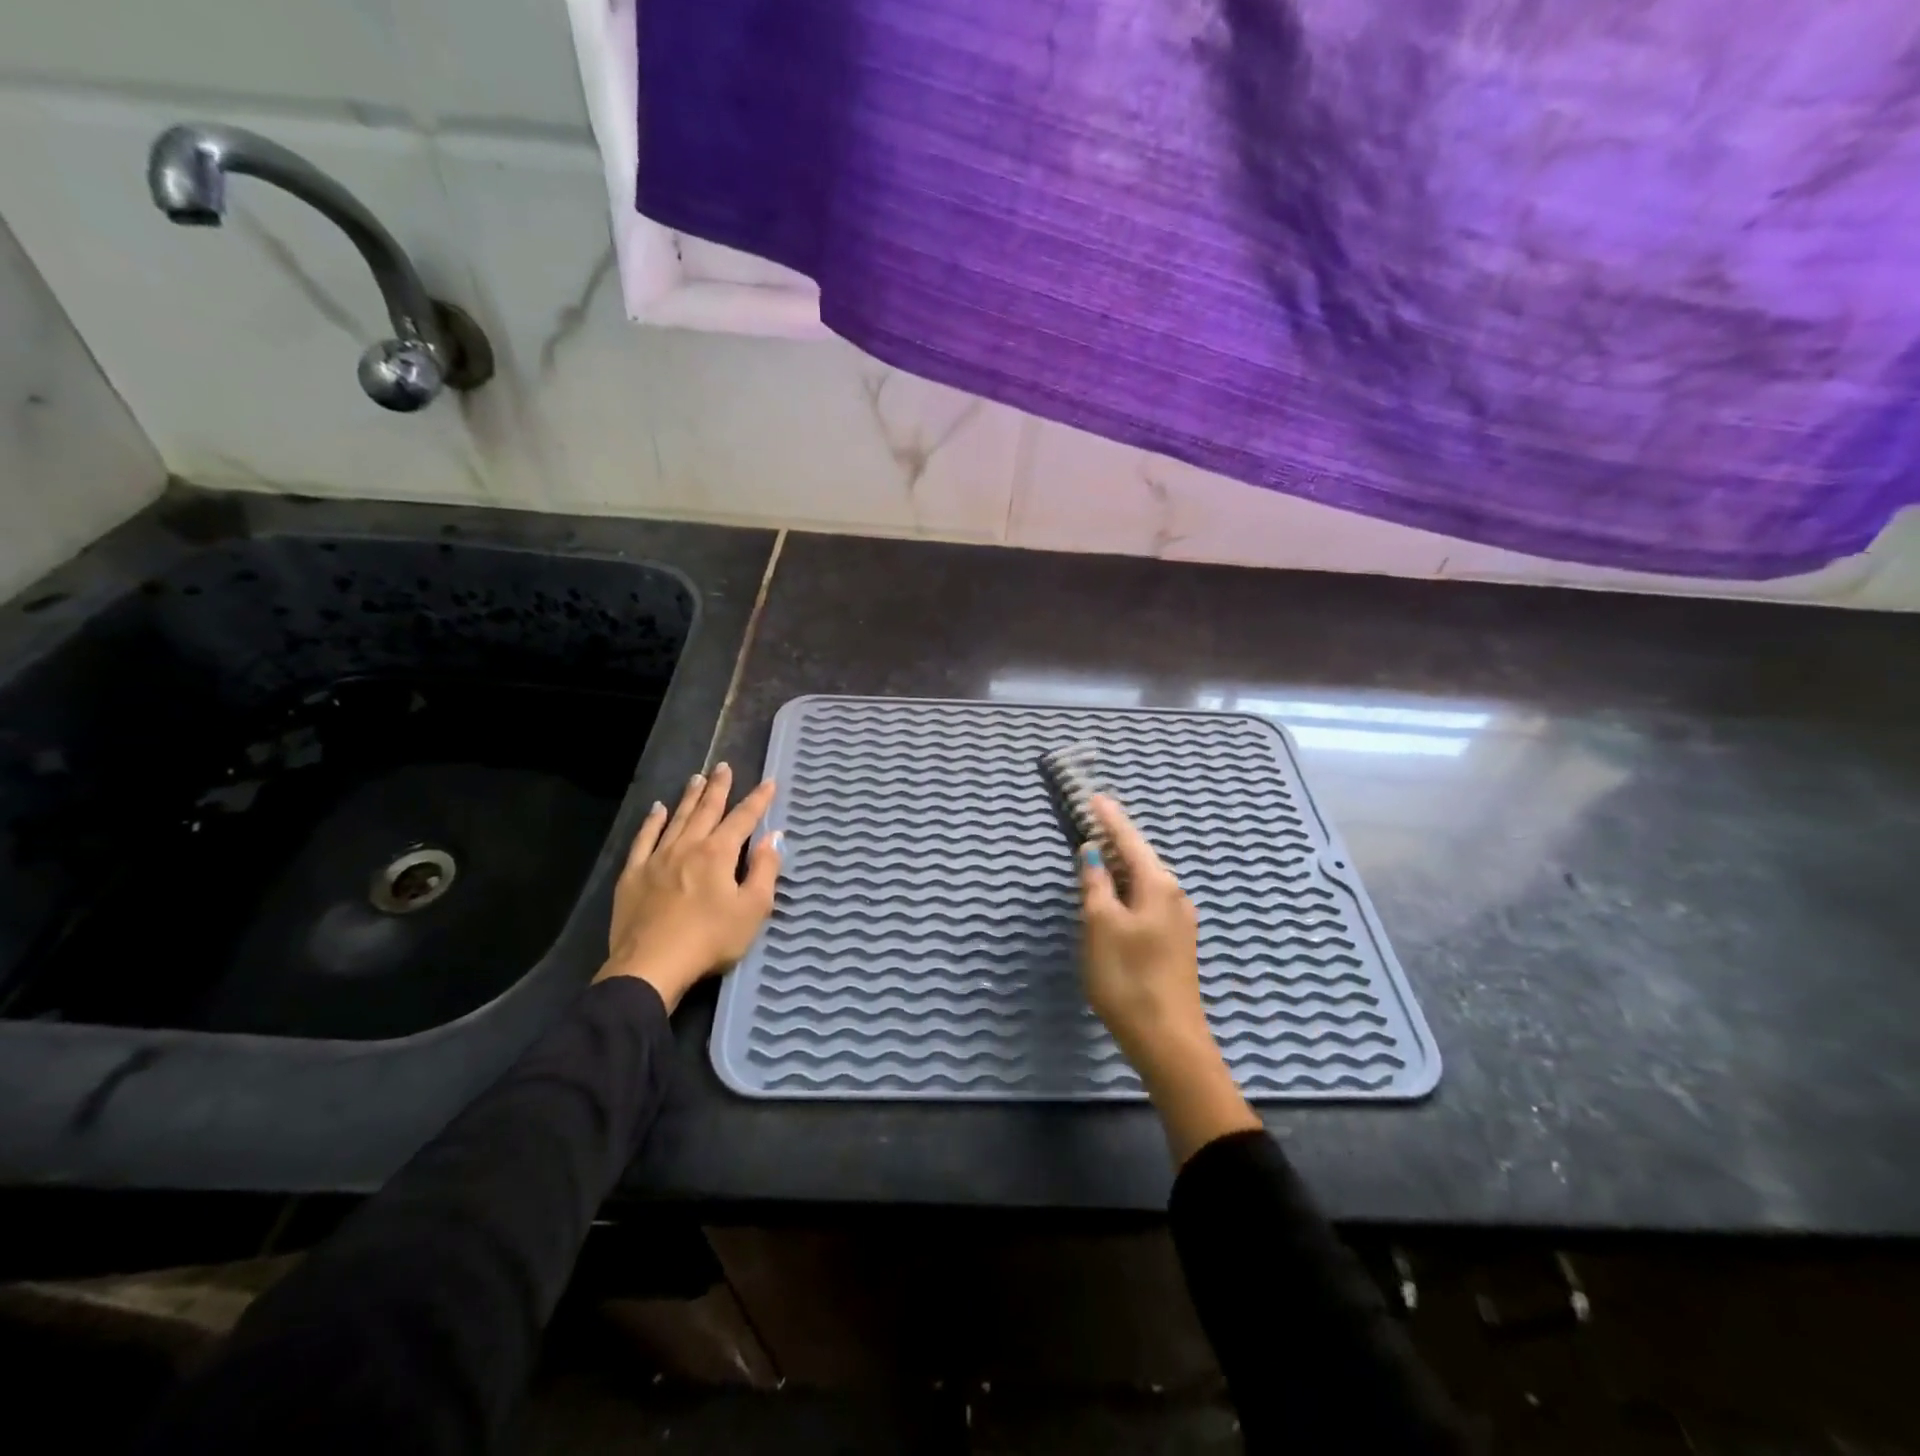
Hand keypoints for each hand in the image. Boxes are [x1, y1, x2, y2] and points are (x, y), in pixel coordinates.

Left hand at [594, 762, 781, 1010]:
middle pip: (706, 810)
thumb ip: (765, 870)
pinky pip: (644, 839)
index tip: (769, 782)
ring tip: (697, 778)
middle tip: (724, 766)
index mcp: (718, 854)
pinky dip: (652, 822)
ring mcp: (657, 858)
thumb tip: (773, 837)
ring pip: (676, 819)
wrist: (651, 966)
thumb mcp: (752, 909)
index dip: (758, 800)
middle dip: (719, 788)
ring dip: (689, 797)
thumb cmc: (710, 940)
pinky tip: (657, 810)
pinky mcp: (633, 875)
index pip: (743, 819)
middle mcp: (688, 846)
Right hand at [1079, 795, 1259, 1162]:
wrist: (1167, 1039)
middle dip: (1115, 839)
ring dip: (1120, 865)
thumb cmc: (1127, 976)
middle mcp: (1174, 894)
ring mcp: (1177, 920)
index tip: (1095, 796)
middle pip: (1140, 857)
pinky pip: (1146, 899)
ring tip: (1097, 853)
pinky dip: (1126, 888)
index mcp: (1157, 884)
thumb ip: (1095, 883)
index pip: (1129, 839)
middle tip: (1091, 821)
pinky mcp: (1174, 941)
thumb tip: (1092, 852)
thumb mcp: (1100, 924)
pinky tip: (1113, 895)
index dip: (1109, 818)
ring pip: (1143, 880)